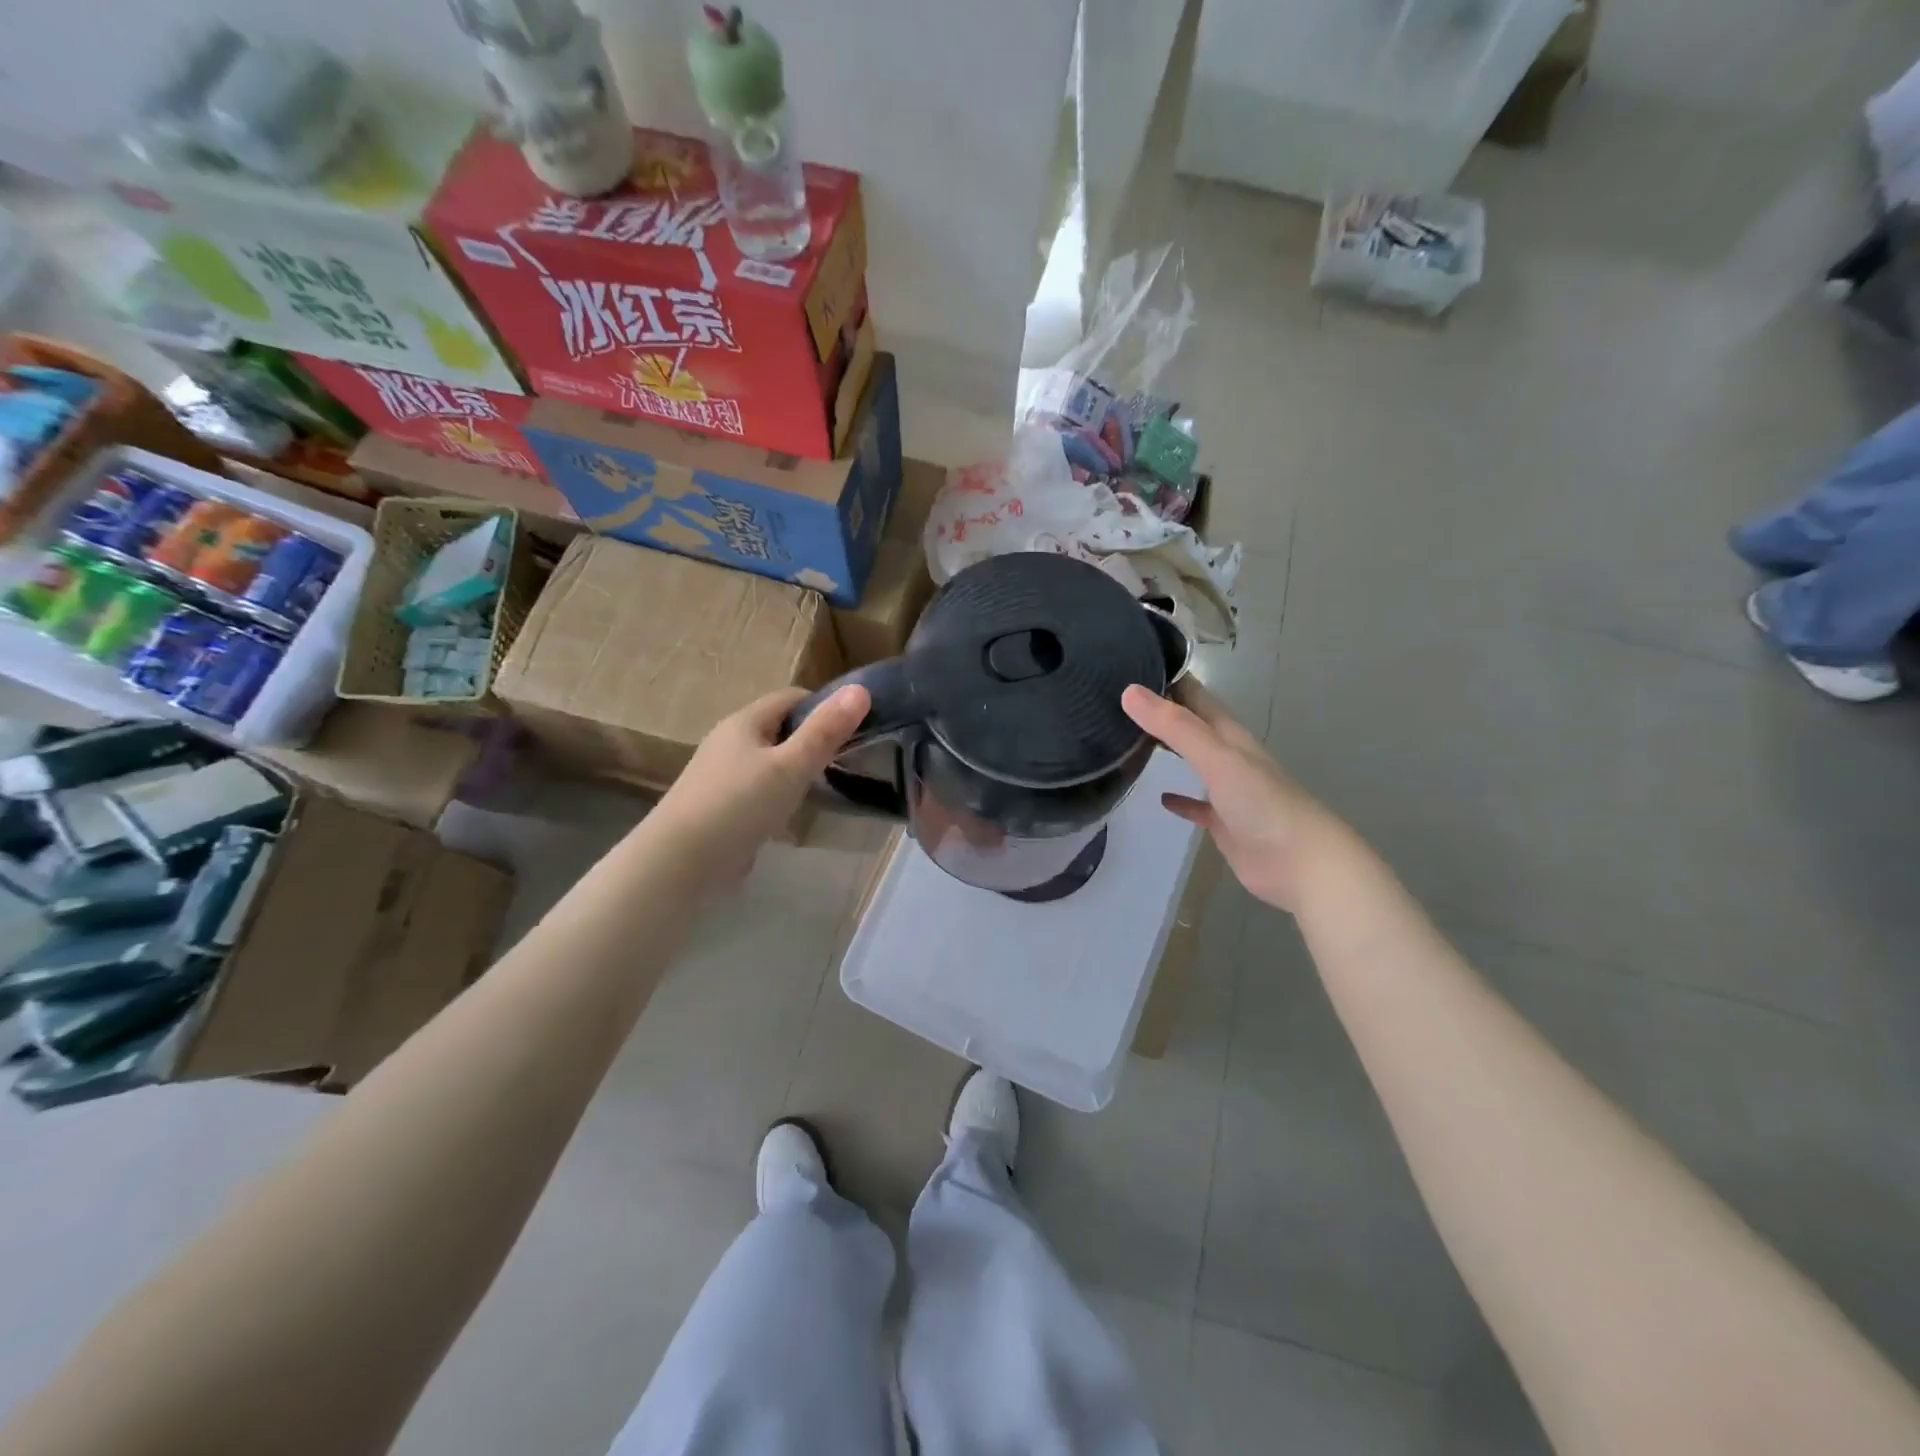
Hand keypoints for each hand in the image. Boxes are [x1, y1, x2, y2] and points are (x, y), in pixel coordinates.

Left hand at [650, 684, 870, 886]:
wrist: (680, 862)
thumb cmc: (739, 805)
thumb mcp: (791, 766)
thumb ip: (826, 731)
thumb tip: (862, 689)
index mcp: (745, 722)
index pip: (791, 698)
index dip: (825, 707)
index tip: (854, 729)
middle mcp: (730, 741)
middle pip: (780, 729)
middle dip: (812, 739)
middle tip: (845, 761)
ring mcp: (721, 775)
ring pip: (769, 761)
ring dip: (796, 770)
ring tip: (824, 789)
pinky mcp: (719, 806)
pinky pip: (758, 789)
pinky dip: (778, 795)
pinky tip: (790, 815)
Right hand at [1122, 681, 1349, 911]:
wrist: (1301, 862)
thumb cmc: (1262, 803)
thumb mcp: (1216, 757)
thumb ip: (1174, 727)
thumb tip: (1129, 692)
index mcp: (1230, 735)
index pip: (1197, 696)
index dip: (1170, 678)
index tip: (1135, 664)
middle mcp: (1229, 757)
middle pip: (1194, 726)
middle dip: (1165, 712)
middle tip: (1124, 700)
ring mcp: (1228, 791)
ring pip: (1194, 762)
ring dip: (1170, 750)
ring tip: (1131, 740)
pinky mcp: (1224, 823)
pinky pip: (1198, 806)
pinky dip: (1181, 799)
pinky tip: (1161, 797)